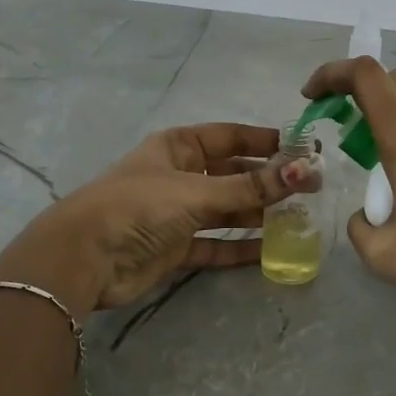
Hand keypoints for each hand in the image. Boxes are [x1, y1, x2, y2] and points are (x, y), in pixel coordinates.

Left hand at [0, 123, 310, 314]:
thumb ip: (250, 187)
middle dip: (268, 180)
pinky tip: (271, 251)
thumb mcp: (196, 191)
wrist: (84, 259)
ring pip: (226, 209)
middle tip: (310, 188)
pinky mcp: (175, 247)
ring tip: (299, 218)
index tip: (305, 149)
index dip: (266, 141)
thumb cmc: (138, 207)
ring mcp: (177, 213)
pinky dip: (240, 247)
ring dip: (259, 213)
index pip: (231, 136)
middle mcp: (179, 175)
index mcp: (178, 147)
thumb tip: (305, 171)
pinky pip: (215, 243)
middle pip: (232, 173)